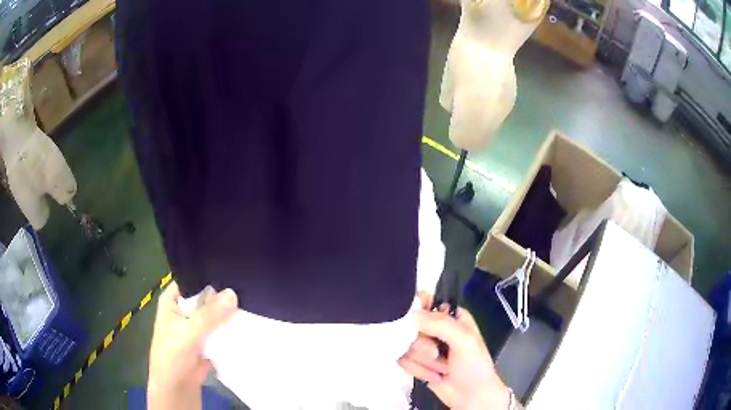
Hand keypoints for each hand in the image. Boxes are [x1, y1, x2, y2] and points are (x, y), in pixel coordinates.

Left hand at [147, 281, 237, 409]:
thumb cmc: (172, 355)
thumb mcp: (187, 332)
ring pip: (216, 314)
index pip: (192, 280)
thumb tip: (233, 293)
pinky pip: (222, 329)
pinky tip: (249, 320)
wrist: (177, 387)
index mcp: (173, 300)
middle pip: (207, 297)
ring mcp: (197, 325)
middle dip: (224, 295)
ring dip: (230, 312)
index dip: (209, 276)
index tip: (232, 270)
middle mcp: (185, 309)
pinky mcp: (208, 339)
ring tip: (253, 301)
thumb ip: (209, 315)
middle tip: (248, 287)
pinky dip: (232, 327)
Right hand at [399, 293, 512, 409]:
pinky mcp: (415, 362)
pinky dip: (418, 370)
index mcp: (450, 316)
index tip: (415, 323)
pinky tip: (434, 375)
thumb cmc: (475, 366)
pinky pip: (402, 360)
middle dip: (422, 345)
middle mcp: (435, 328)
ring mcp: (423, 346)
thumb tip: (410, 314)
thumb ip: (440, 324)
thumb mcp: (464, 340)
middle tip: (436, 353)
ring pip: (404, 344)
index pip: (425, 300)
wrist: (471, 397)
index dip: (416, 309)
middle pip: (410, 325)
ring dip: (423, 361)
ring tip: (442, 368)